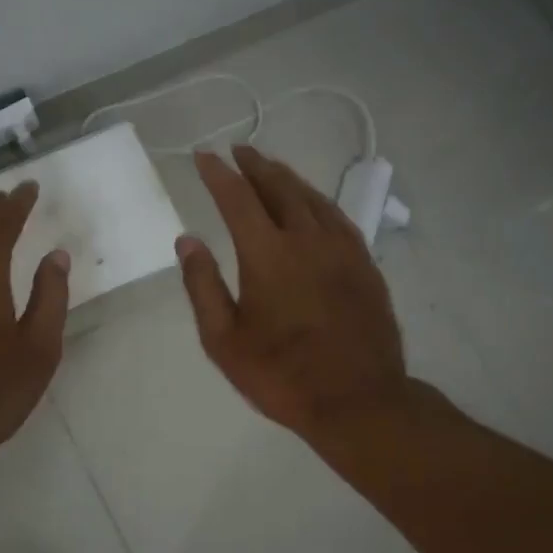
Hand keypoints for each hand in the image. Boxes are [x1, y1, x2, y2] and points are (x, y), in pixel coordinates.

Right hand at [176, 146, 409, 441]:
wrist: (359, 401)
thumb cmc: (282, 375)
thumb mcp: (224, 341)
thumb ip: (203, 286)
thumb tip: (187, 240)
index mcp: (268, 255)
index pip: (237, 198)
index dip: (218, 174)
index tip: (203, 156)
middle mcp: (307, 239)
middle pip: (279, 187)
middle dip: (255, 165)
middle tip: (238, 151)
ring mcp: (342, 249)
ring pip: (311, 198)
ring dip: (286, 178)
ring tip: (269, 168)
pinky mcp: (365, 264)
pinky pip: (337, 217)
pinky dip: (316, 200)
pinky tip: (312, 204)